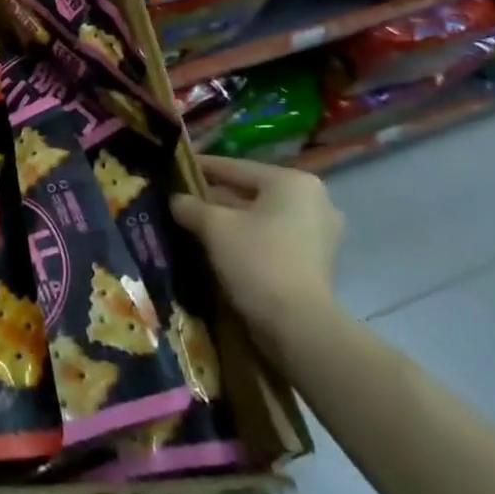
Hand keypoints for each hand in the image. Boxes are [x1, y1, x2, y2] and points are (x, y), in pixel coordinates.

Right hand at [170, 154, 343, 357]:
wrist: (299, 326)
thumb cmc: (257, 261)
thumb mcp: (214, 227)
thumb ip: (191, 206)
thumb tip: (176, 200)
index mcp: (292, 182)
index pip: (236, 167)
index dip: (201, 167)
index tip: (174, 167)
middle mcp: (313, 200)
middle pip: (251, 192)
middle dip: (216, 197)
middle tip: (182, 199)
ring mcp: (319, 233)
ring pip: (262, 217)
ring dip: (231, 220)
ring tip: (195, 222)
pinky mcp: (316, 261)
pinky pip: (273, 238)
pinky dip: (248, 238)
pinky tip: (220, 245)